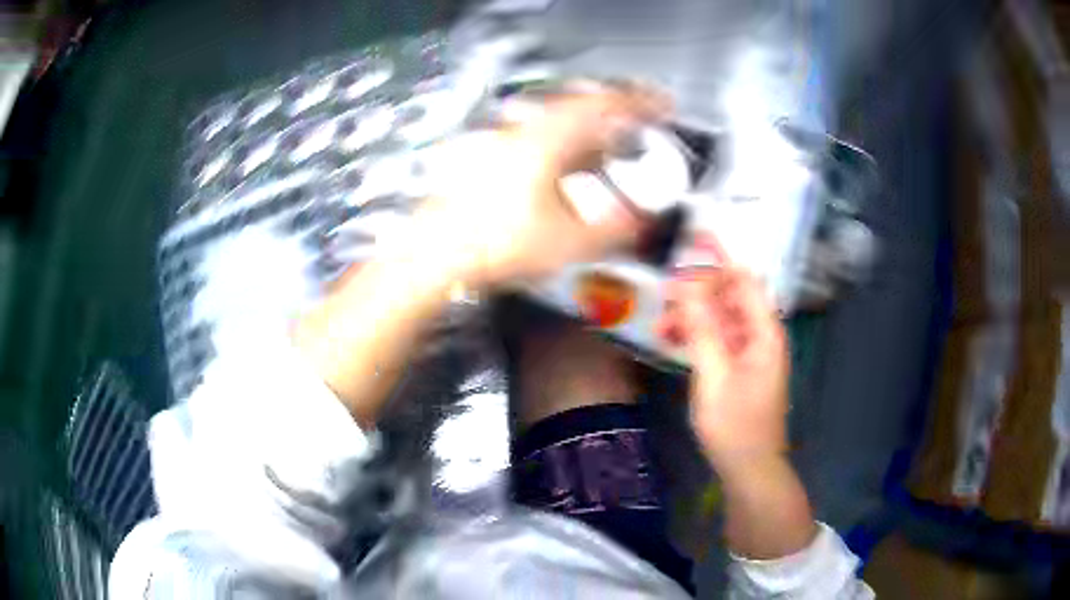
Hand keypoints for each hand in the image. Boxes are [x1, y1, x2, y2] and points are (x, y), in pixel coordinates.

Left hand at [409, 86, 667, 286]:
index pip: (602, 105)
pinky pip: (534, 140)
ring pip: (554, 124)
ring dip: (585, 134)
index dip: (638, 102)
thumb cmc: (494, 244)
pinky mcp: (486, 157)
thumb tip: (640, 222)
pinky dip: (558, 149)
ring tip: (602, 156)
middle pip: (578, 109)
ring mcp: (500, 142)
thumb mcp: (568, 242)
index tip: (659, 105)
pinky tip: (562, 173)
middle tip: (633, 130)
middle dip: (612, 118)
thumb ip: (614, 230)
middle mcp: (522, 132)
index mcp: (547, 140)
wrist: (435, 256)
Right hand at [657, 263, 789, 470]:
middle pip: (731, 295)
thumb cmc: (735, 426)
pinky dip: (697, 335)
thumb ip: (702, 328)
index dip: (717, 260)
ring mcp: (751, 351)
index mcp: (764, 331)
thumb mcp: (714, 376)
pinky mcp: (740, 367)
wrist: (749, 468)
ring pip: (721, 317)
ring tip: (660, 322)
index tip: (684, 248)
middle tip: (663, 292)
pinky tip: (672, 339)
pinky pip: (719, 338)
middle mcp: (761, 334)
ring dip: (693, 314)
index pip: (744, 279)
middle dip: (698, 289)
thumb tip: (685, 284)